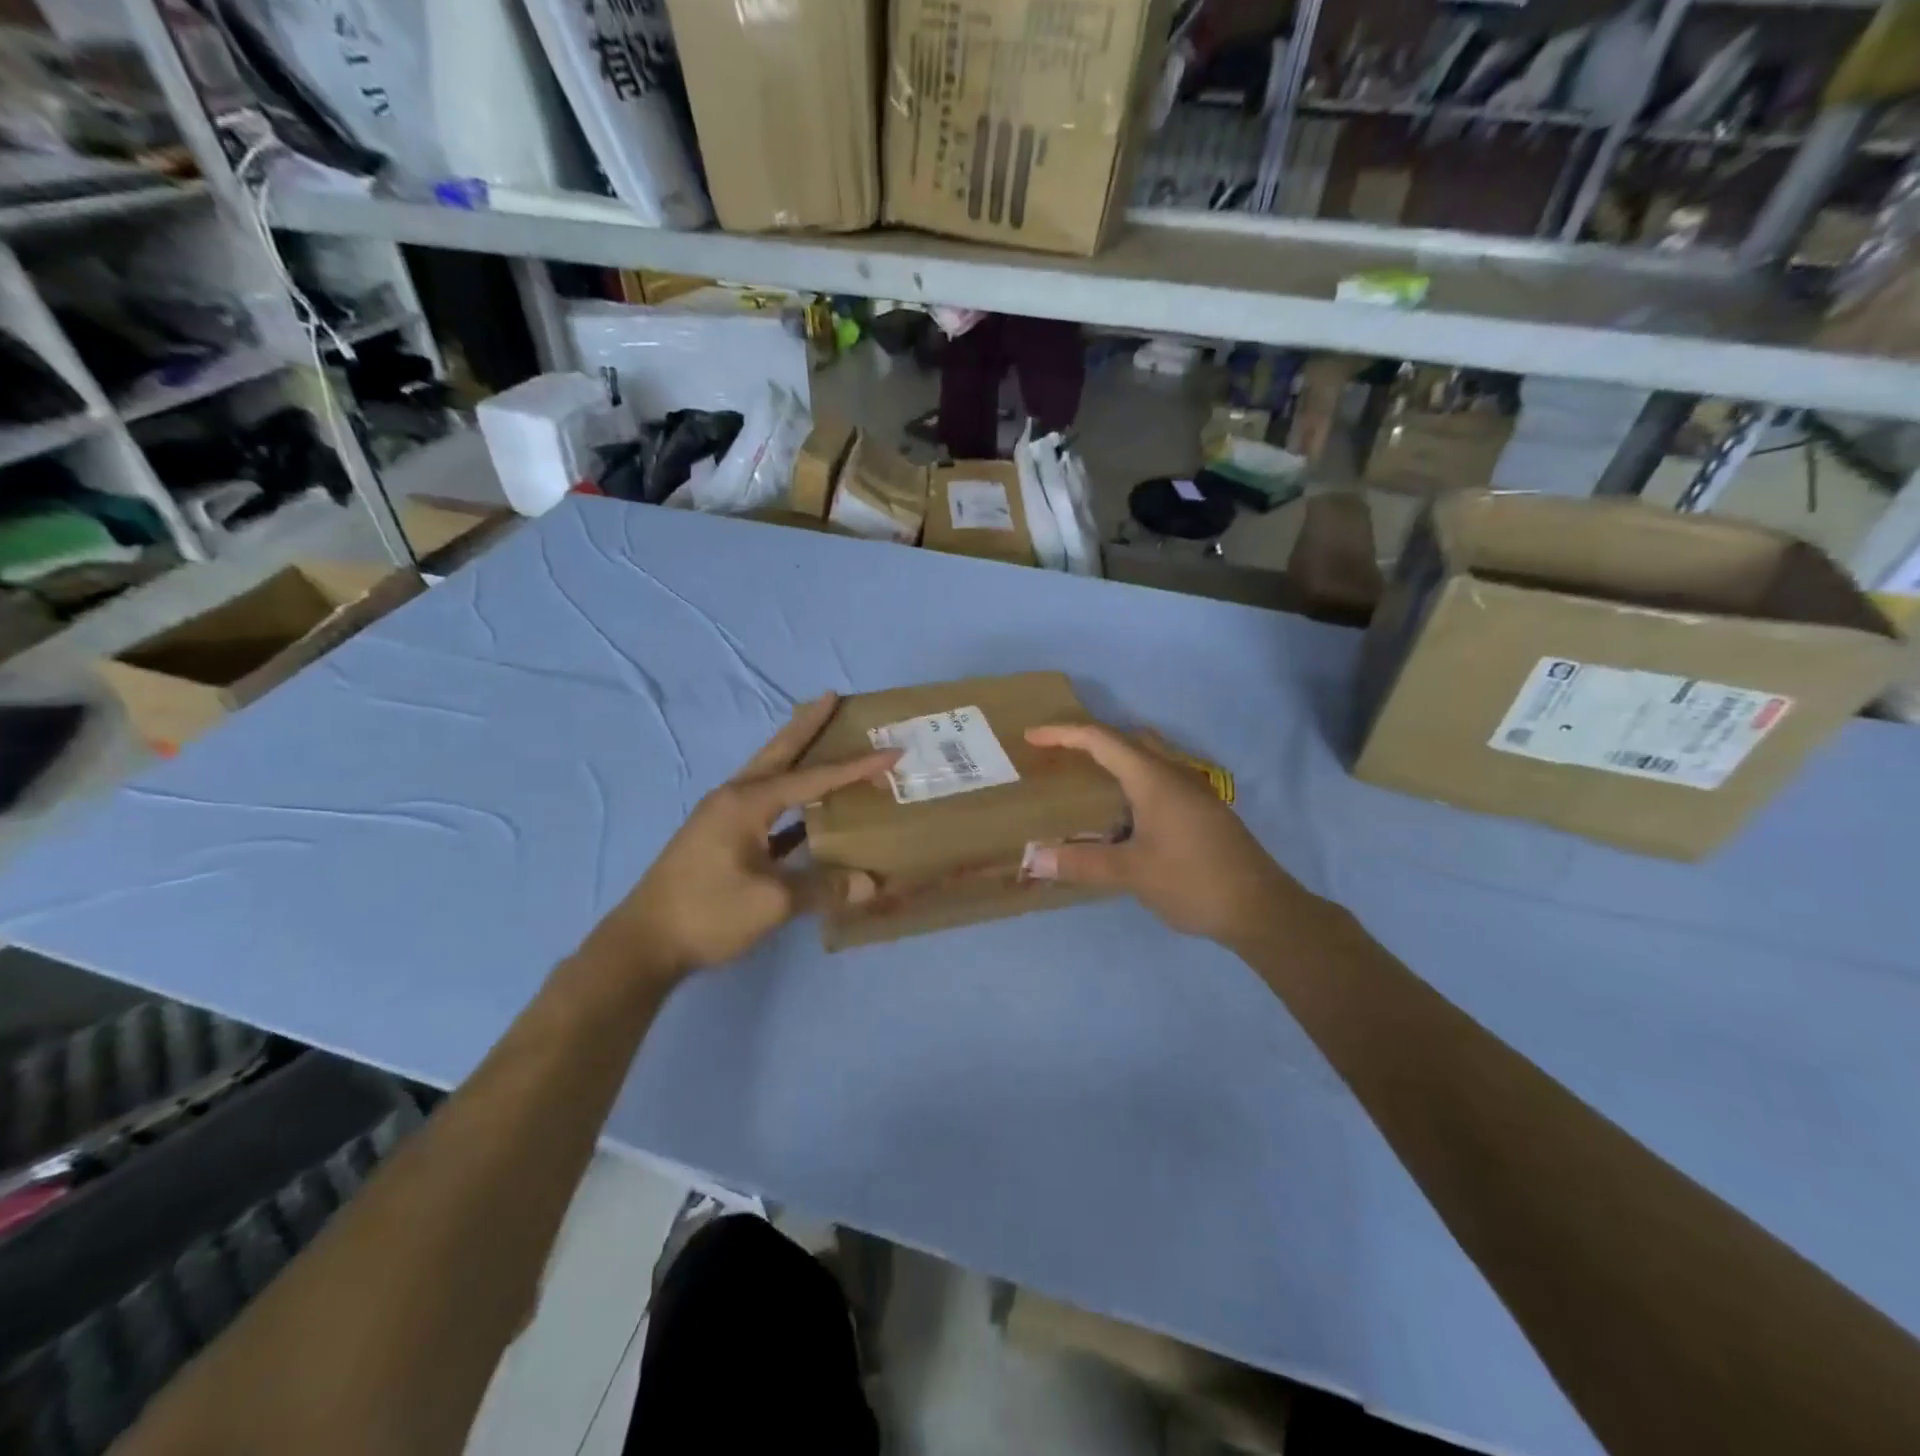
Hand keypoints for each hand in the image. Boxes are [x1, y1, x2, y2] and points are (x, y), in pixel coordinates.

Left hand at [583, 694, 897, 984]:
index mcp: (747, 803)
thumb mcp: (772, 902)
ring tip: (822, 737)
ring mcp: (723, 816)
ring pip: (769, 774)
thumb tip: (870, 884)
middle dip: (806, 725)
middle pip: (779, 752)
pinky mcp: (720, 837)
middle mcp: (734, 798)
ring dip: (795, 754)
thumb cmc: (708, 913)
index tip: (892, 752)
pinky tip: (807, 807)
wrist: (644, 943)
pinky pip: (765, 804)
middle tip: (831, 697)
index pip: (813, 778)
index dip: (855, 767)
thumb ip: (823, 887)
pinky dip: (789, 796)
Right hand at [1023, 723, 1297, 947]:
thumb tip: (1033, 858)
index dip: (1063, 733)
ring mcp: (1193, 791)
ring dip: (1114, 760)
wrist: (1262, 909)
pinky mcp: (1202, 811)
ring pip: (1146, 758)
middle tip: (1057, 755)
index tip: (1032, 737)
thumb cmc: (1193, 881)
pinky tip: (1121, 813)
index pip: (1101, 740)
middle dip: (1089, 740)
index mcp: (1154, 778)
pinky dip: (1131, 781)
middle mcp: (1174, 774)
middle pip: (1126, 740)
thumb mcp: (1132, 873)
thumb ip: (1081, 862)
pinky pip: (1158, 779)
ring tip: (1084, 779)